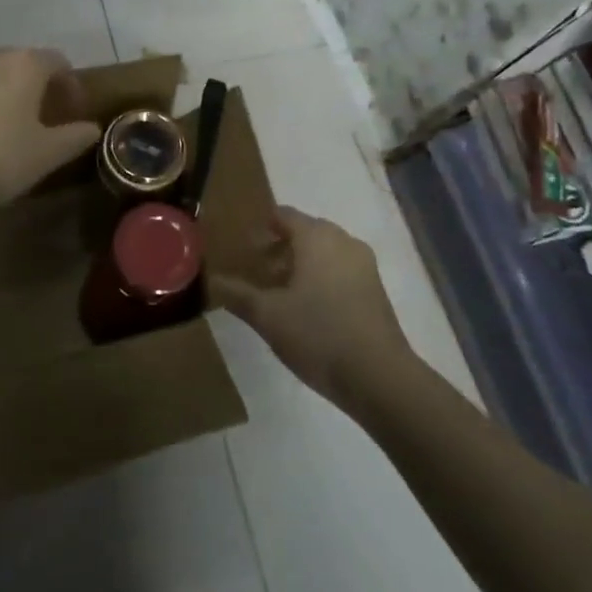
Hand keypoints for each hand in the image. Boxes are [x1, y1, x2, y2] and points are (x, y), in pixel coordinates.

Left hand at [0, 48, 101, 211]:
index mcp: (24, 64)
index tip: (74, 113)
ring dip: (11, 92)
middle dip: (41, 87)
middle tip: (48, 118)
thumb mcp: (46, 154)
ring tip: (15, 125)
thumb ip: (75, 136)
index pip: (58, 62)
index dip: (71, 86)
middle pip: (25, 63)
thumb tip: (91, 128)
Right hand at [210, 207, 411, 412]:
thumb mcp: (267, 316)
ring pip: (325, 252)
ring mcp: (364, 265)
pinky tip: (307, 308)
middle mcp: (343, 241)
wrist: (378, 377)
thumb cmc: (318, 334)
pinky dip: (321, 278)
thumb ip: (238, 294)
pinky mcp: (376, 289)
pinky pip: (341, 270)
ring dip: (301, 264)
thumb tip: (213, 279)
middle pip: (306, 232)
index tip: (243, 246)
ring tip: (279, 292)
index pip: (284, 215)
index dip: (261, 227)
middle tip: (256, 270)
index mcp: (316, 237)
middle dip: (280, 246)